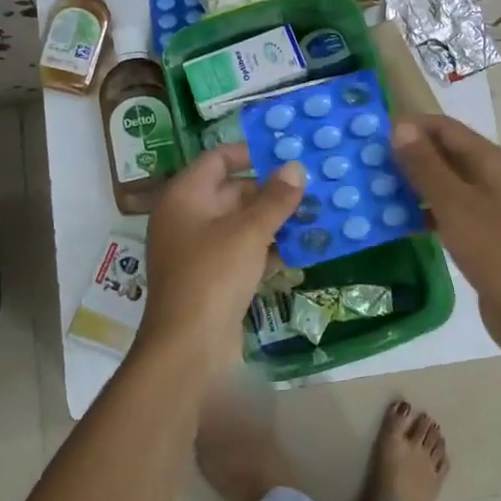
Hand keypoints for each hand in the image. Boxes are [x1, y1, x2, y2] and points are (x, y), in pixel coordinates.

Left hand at [141, 145, 304, 367]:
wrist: (188, 347)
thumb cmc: (214, 275)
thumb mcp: (249, 231)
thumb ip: (275, 198)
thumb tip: (296, 167)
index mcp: (185, 196)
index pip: (217, 158)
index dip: (251, 153)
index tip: (287, 154)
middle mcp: (187, 217)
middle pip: (232, 191)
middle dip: (271, 190)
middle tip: (312, 187)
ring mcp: (198, 250)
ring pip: (240, 224)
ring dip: (274, 221)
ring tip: (315, 215)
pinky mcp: (212, 277)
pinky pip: (242, 251)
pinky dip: (267, 248)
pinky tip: (301, 249)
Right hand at [389, 114, 500, 331]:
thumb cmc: (493, 250)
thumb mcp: (453, 204)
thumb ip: (426, 165)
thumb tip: (401, 126)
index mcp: (498, 161)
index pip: (449, 128)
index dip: (413, 127)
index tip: (376, 135)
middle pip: (453, 153)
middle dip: (415, 156)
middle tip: (375, 164)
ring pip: (456, 183)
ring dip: (422, 185)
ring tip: (385, 191)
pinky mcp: (498, 232)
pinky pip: (461, 209)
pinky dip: (435, 210)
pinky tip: (408, 221)